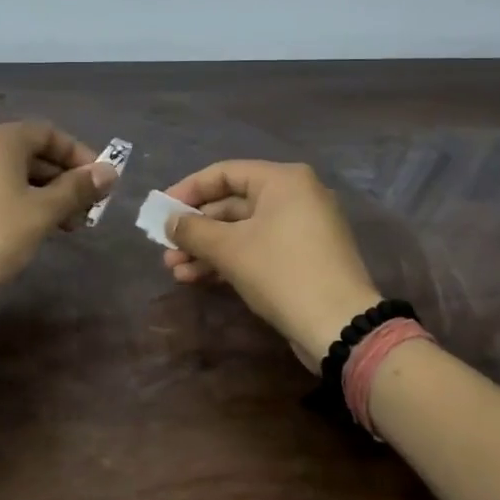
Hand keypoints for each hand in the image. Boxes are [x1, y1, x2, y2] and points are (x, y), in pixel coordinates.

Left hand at [0, 121, 118, 305]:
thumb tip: (110, 171)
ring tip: (64, 226)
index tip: (100, 182)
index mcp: (0, 140)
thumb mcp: (42, 212)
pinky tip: (31, 228)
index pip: (49, 133)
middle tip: (85, 210)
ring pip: (12, 173)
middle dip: (63, 179)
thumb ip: (77, 189)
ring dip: (43, 194)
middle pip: (31, 153)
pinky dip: (18, 201)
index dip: (79, 155)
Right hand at [160, 160, 381, 371]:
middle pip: (233, 203)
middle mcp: (296, 196)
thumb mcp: (229, 249)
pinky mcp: (304, 258)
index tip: (160, 210)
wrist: (339, 326)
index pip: (225, 173)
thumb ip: (193, 230)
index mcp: (283, 180)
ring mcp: (303, 228)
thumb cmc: (281, 272)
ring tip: (174, 270)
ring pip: (243, 230)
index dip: (188, 190)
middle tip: (165, 246)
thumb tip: (170, 221)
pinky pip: (259, 248)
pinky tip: (197, 278)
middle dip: (196, 228)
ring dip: (207, 248)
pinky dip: (230, 259)